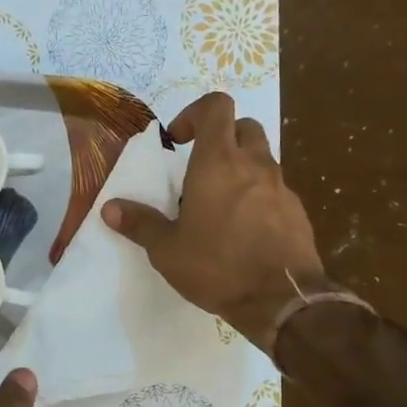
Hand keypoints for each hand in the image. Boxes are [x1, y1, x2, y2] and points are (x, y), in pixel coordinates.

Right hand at [103, 91, 328, 349]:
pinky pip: (274, 189)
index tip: (178, 141)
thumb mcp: (167, 250)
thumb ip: (140, 224)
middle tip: (199, 168)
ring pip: (261, 158)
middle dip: (221, 137)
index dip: (195, 113)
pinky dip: (257, 195)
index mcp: (218, 162)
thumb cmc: (217, 267)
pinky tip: (243, 229)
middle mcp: (253, 164)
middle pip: (243, 126)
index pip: (217, 106)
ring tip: (218, 204)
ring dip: (239, 168)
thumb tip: (110, 208)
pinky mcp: (297, 210)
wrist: (282, 300)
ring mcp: (280, 186)